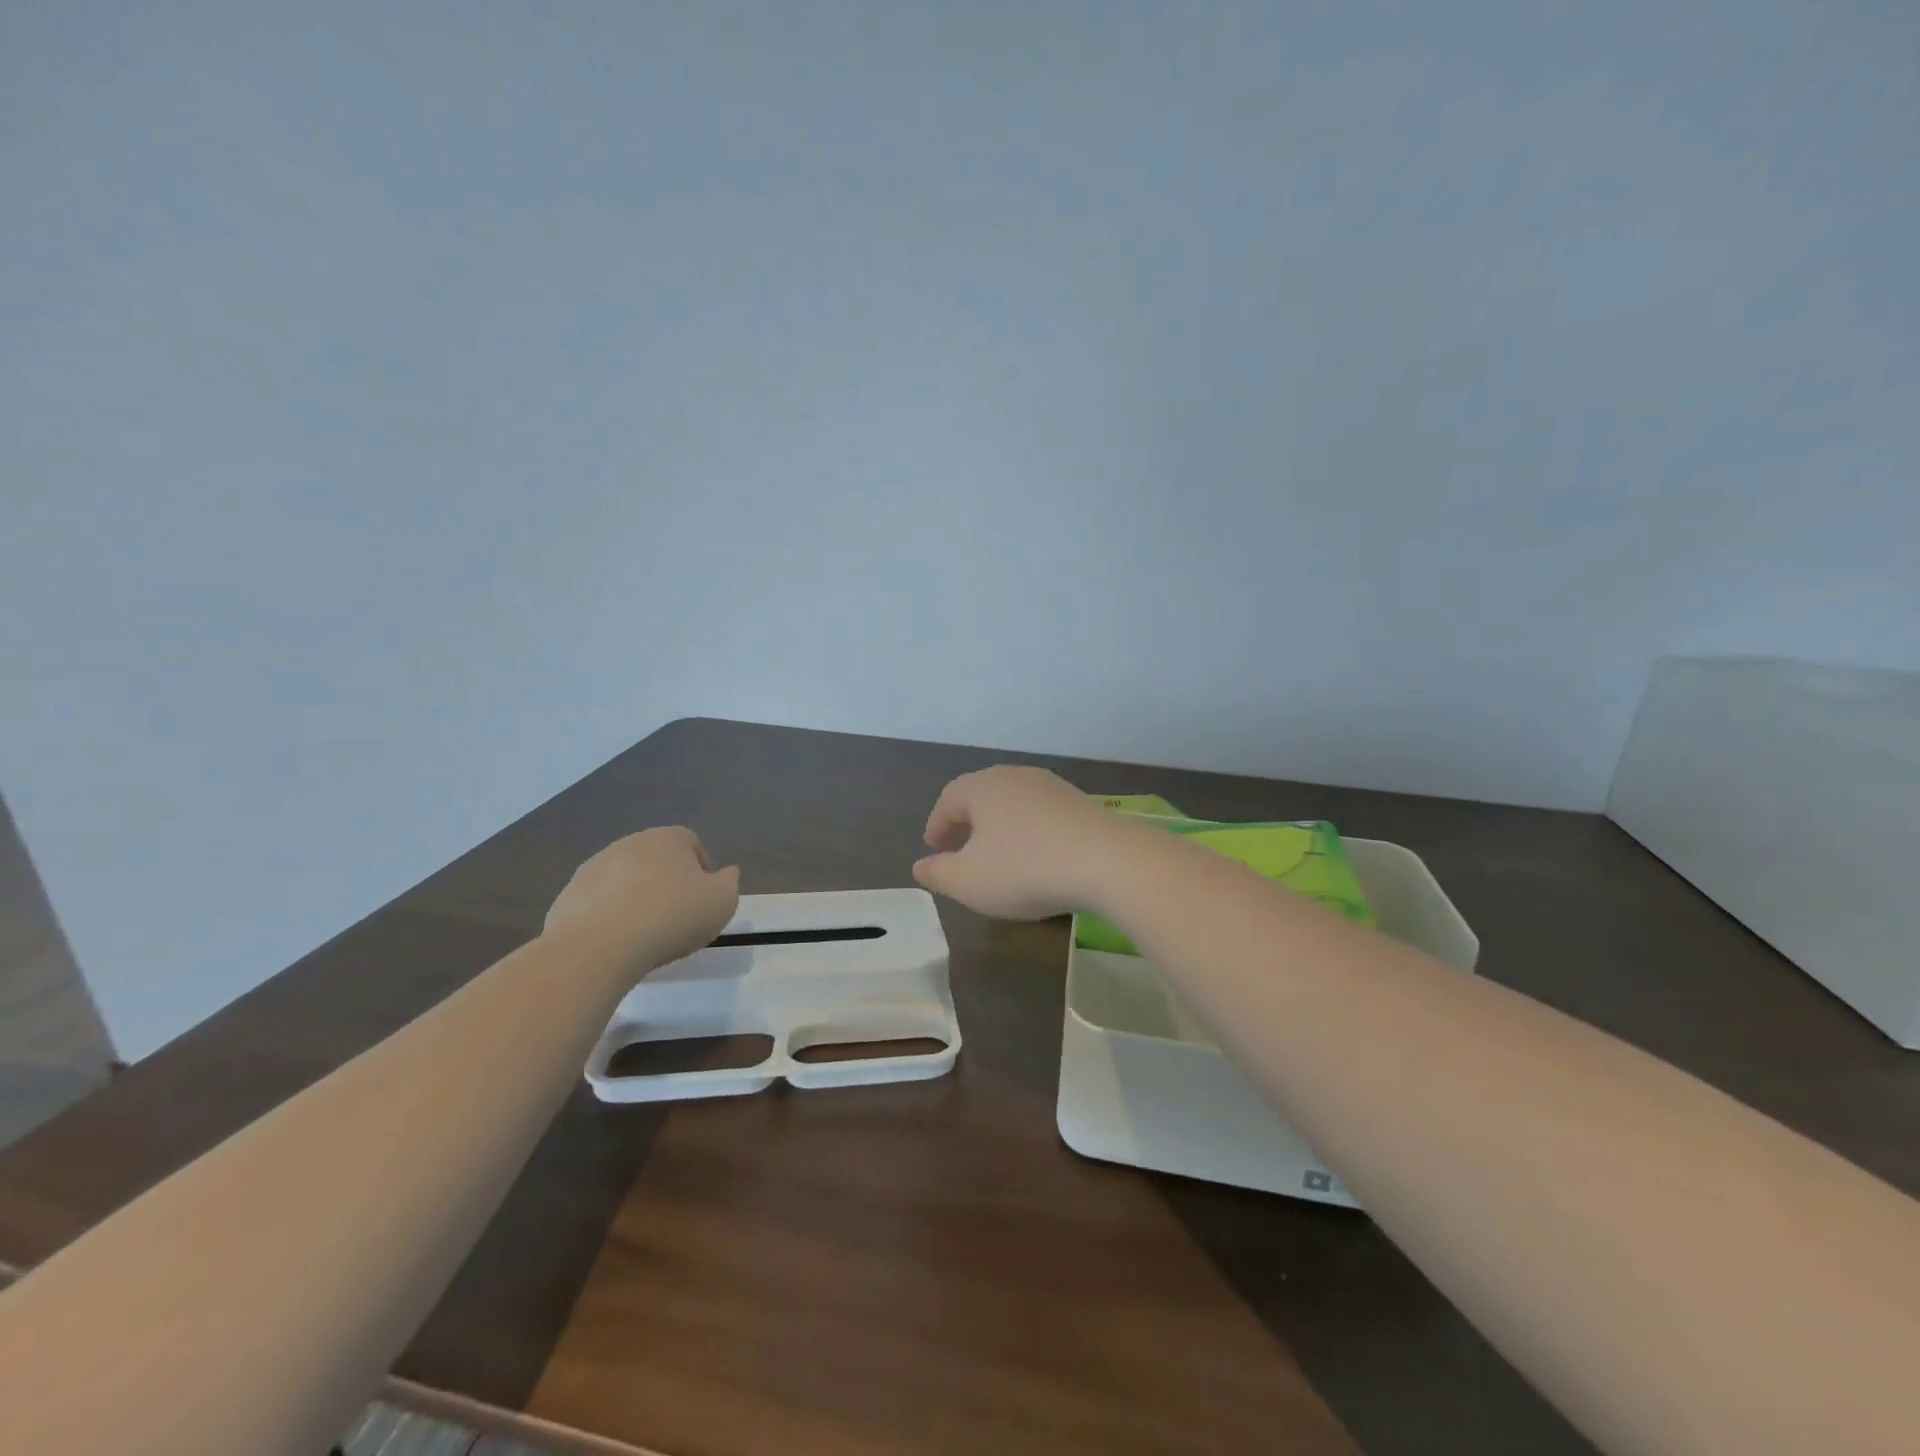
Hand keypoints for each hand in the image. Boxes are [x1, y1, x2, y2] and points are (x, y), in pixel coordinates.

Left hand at [545, 827, 739, 973]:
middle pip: (657, 860)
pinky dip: (608, 918)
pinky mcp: (568, 896)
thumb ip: (729, 882)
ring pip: (625, 880)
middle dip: (667, 884)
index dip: (702, 872)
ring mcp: (594, 867)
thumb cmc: (672, 917)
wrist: (599, 947)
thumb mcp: (723, 901)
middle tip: (676, 919)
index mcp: (669, 838)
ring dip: (635, 899)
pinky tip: (615, 943)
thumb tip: (725, 873)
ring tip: (644, 935)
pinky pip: (597, 904)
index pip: (692, 845)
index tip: (703, 902)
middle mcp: (630, 843)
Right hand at [912, 766, 1122, 919]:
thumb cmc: (1024, 869)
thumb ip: (938, 873)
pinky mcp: (1080, 803)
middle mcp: (1015, 777)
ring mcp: (1052, 787)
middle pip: (982, 794)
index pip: (949, 798)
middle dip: (968, 820)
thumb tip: (919, 867)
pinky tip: (1036, 856)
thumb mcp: (969, 881)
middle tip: (960, 846)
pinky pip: (1042, 814)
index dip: (937, 824)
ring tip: (997, 853)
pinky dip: (1029, 831)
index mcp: (982, 787)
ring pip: (1014, 803)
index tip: (933, 847)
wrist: (1107, 861)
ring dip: (1000, 825)